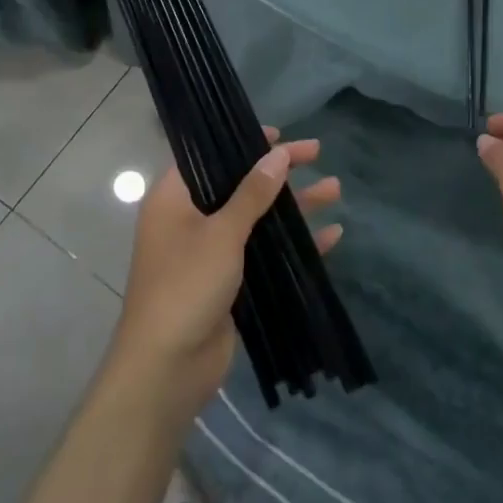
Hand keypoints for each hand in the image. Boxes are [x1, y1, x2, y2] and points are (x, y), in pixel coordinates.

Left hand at [112, 130, 341, 413]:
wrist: (167, 369)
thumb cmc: (185, 286)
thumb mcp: (221, 233)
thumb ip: (252, 193)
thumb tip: (278, 153)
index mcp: (174, 199)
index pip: (209, 155)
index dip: (242, 141)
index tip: (278, 133)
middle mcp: (190, 219)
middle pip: (240, 184)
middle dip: (279, 172)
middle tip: (317, 152)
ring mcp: (210, 253)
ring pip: (258, 219)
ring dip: (294, 206)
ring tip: (335, 189)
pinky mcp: (229, 283)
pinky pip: (264, 253)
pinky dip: (293, 245)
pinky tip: (330, 237)